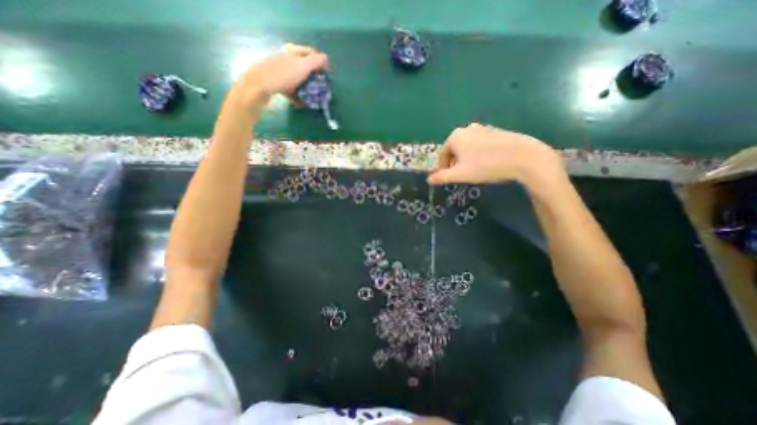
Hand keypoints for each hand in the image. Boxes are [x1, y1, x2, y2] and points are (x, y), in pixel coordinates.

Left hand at [236, 43, 328, 97]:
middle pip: (304, 67)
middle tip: (321, 87)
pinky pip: (290, 89)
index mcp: (293, 52)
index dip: (320, 62)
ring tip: (313, 98)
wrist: (258, 86)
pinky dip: (297, 95)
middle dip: (314, 78)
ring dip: (306, 88)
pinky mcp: (276, 83)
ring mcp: (280, 71)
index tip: (327, 74)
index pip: (311, 52)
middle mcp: (286, 59)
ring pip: (298, 79)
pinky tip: (301, 103)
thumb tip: (326, 58)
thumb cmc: (283, 75)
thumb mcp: (302, 67)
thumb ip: (315, 62)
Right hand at [425, 122, 561, 185]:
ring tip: (475, 171)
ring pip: (467, 147)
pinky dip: (478, 154)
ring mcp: (483, 128)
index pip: (442, 154)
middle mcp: (467, 129)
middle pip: (454, 149)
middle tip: (461, 175)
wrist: (522, 157)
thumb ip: (442, 177)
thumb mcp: (460, 174)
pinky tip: (487, 163)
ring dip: (466, 159)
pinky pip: (479, 144)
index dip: (442, 168)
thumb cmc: (485, 165)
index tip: (447, 178)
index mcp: (455, 137)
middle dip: (455, 163)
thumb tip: (429, 179)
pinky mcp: (495, 131)